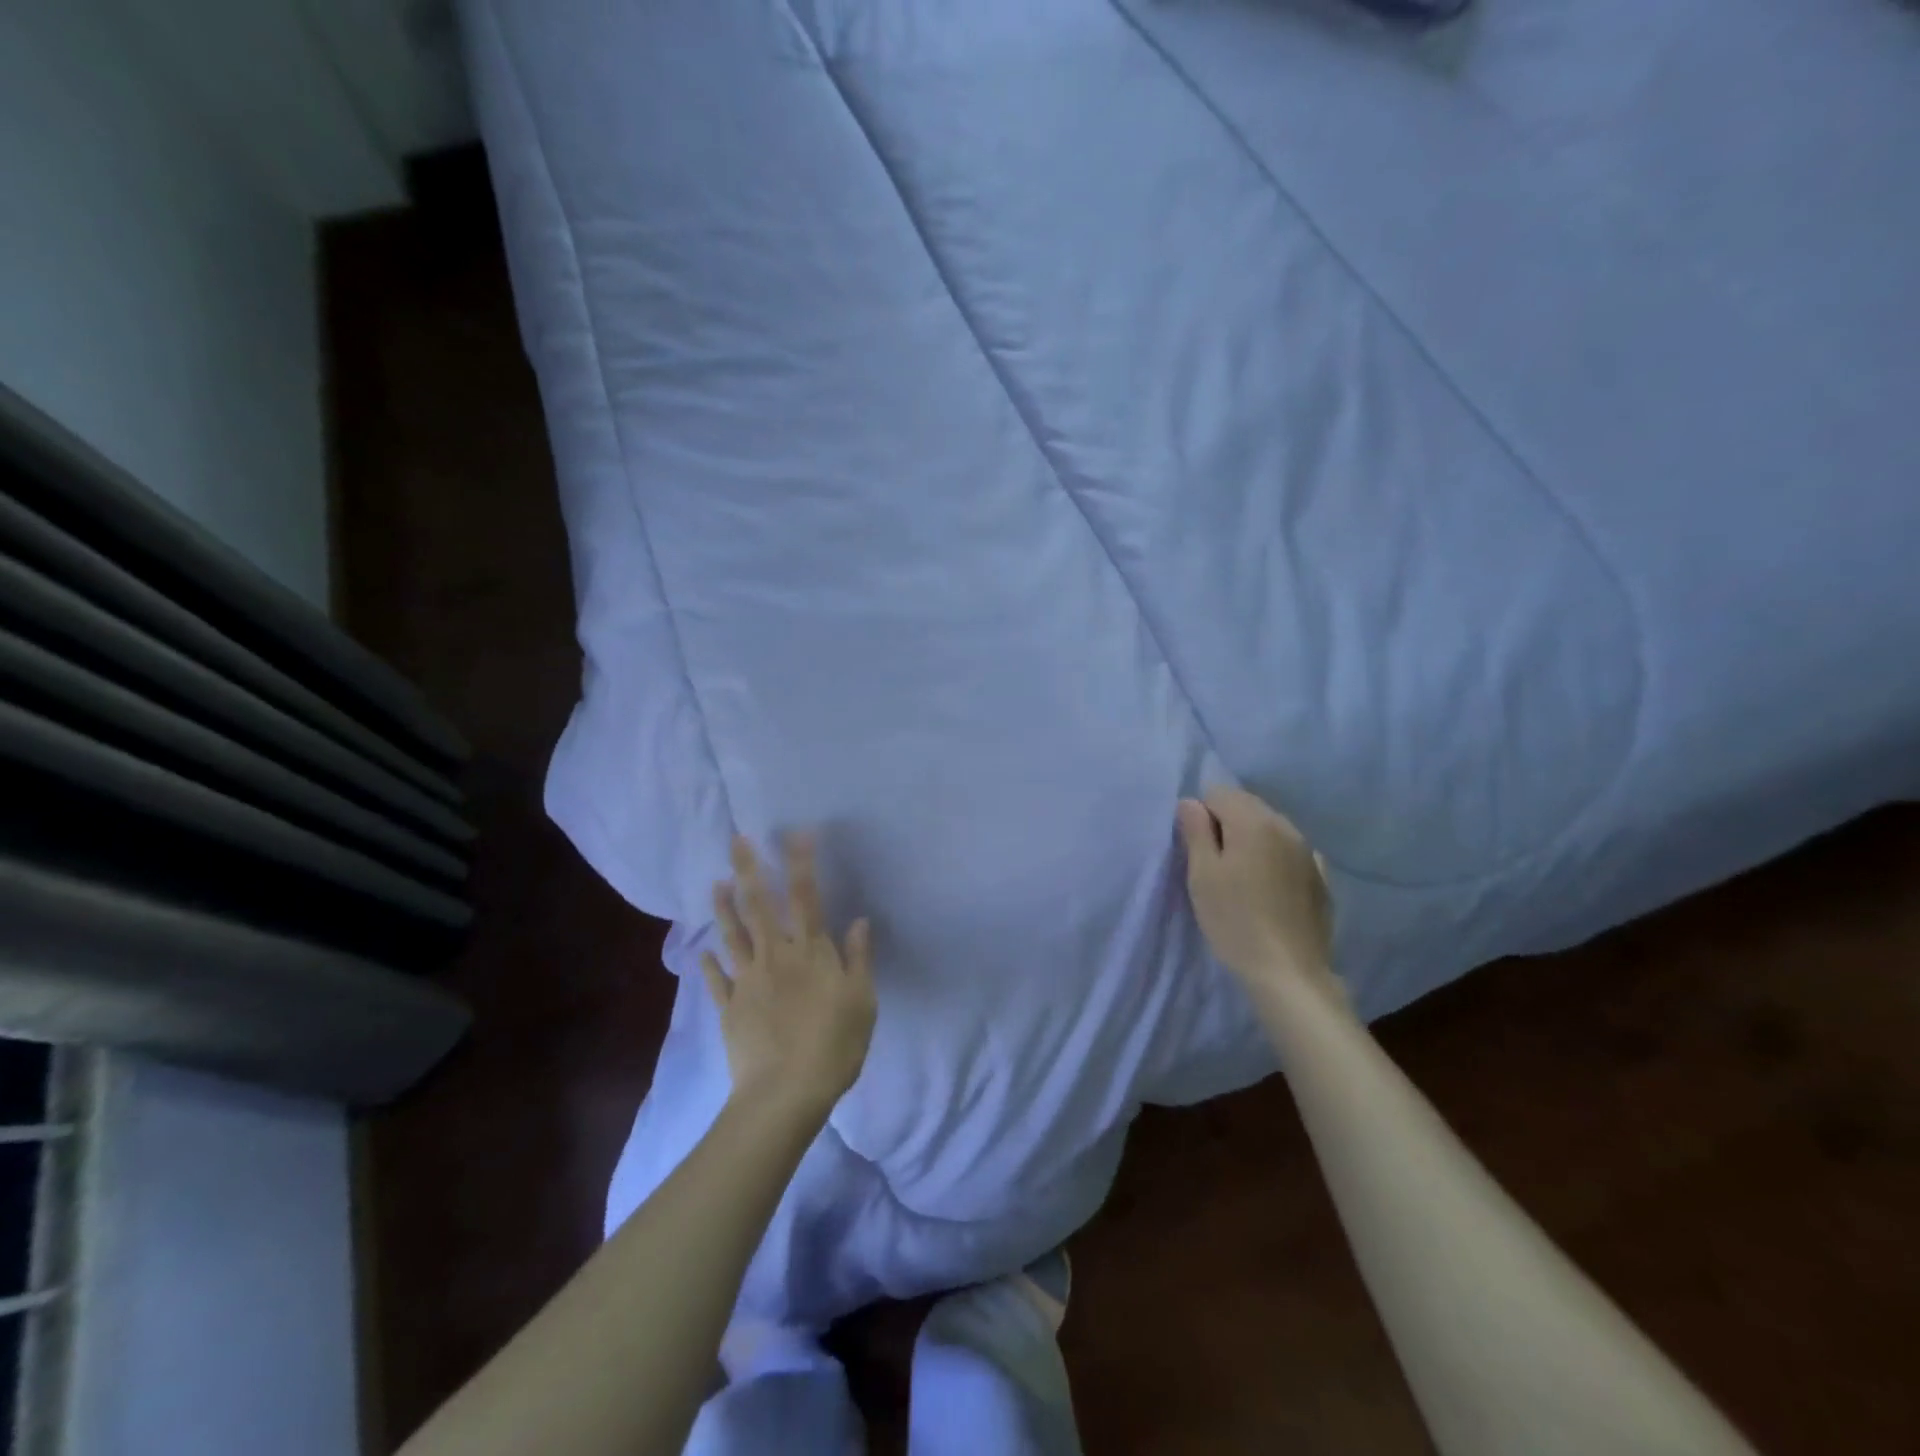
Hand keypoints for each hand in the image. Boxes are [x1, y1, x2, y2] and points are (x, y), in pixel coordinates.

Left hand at [703, 834, 875, 1120]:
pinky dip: (709, 963)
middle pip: (760, 905)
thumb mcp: (862, 1000)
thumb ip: (858, 958)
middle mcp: (775, 956)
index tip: (797, 834)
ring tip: (716, 882)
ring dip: (724, 907)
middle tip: (736, 840)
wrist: (785, 1093)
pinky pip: (716, 980)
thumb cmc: (834, 1045)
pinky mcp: (729, 1008)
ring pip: (733, 935)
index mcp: (810, 951)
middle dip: (749, 869)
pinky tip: (702, 950)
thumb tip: (860, 920)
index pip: (805, 896)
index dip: (801, 863)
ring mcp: (747, 981)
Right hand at [1177, 788, 1337, 998]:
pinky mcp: (1321, 877)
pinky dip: (1274, 858)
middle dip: (1226, 823)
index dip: (1201, 815)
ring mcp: (1308, 852)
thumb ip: (1196, 832)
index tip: (1196, 849)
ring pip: (1270, 827)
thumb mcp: (1202, 875)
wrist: (1289, 973)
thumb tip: (1190, 802)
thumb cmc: (1234, 920)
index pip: (1218, 793)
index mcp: (1253, 821)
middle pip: (1247, 805)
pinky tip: (1268, 887)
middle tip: (1213, 864)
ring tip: (1240, 877)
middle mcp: (1285, 826)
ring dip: (1251, 840)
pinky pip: (1289, 852)